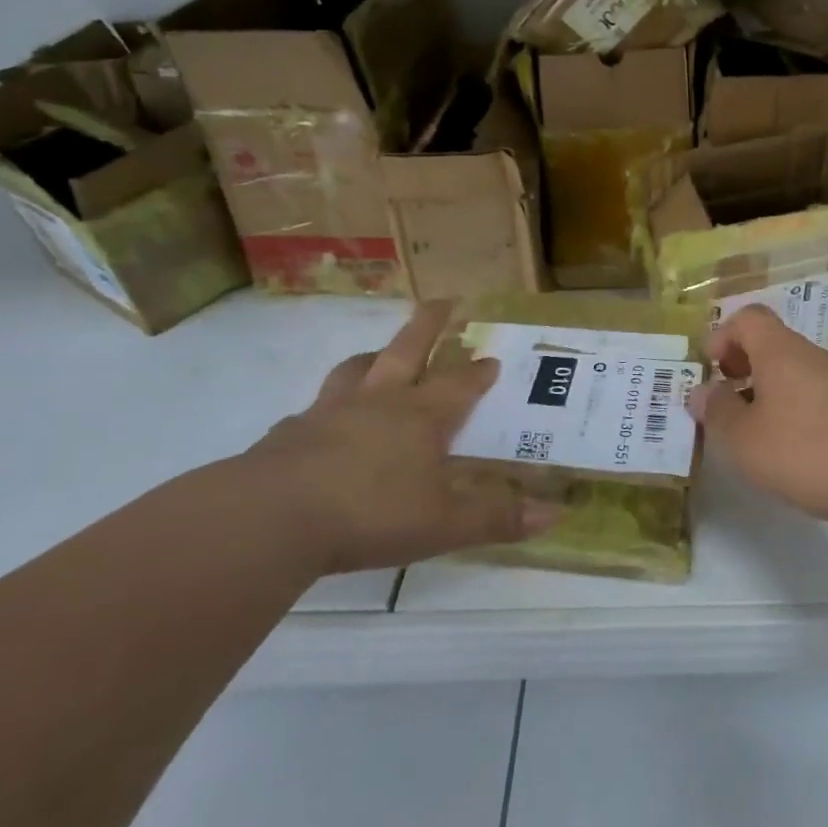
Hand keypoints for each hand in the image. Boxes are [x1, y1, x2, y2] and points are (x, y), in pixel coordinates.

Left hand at [239, 303, 555, 573]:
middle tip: (444, 302)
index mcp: (422, 416)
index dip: (478, 372)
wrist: (271, 518)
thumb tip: (556, 515)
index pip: (460, 384)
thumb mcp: (444, 523)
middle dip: (429, 325)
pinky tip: (323, 423)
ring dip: (374, 357)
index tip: (492, 359)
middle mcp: (379, 401)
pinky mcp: (289, 433)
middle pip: (407, 349)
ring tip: (381, 355)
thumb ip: (497, 517)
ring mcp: (330, 412)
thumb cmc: (371, 513)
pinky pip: (313, 409)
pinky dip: (326, 407)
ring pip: (357, 369)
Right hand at [687, 305, 827, 525]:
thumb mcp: (742, 437)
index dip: (723, 336)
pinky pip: (811, 390)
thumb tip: (702, 391)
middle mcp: (811, 354)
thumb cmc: (802, 452)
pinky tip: (787, 444)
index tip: (710, 369)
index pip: (748, 317)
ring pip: (791, 368)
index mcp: (780, 350)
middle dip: (741, 365)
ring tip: (751, 428)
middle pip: (770, 341)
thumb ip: (716, 410)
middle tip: (724, 400)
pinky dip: (790, 405)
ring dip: (764, 388)